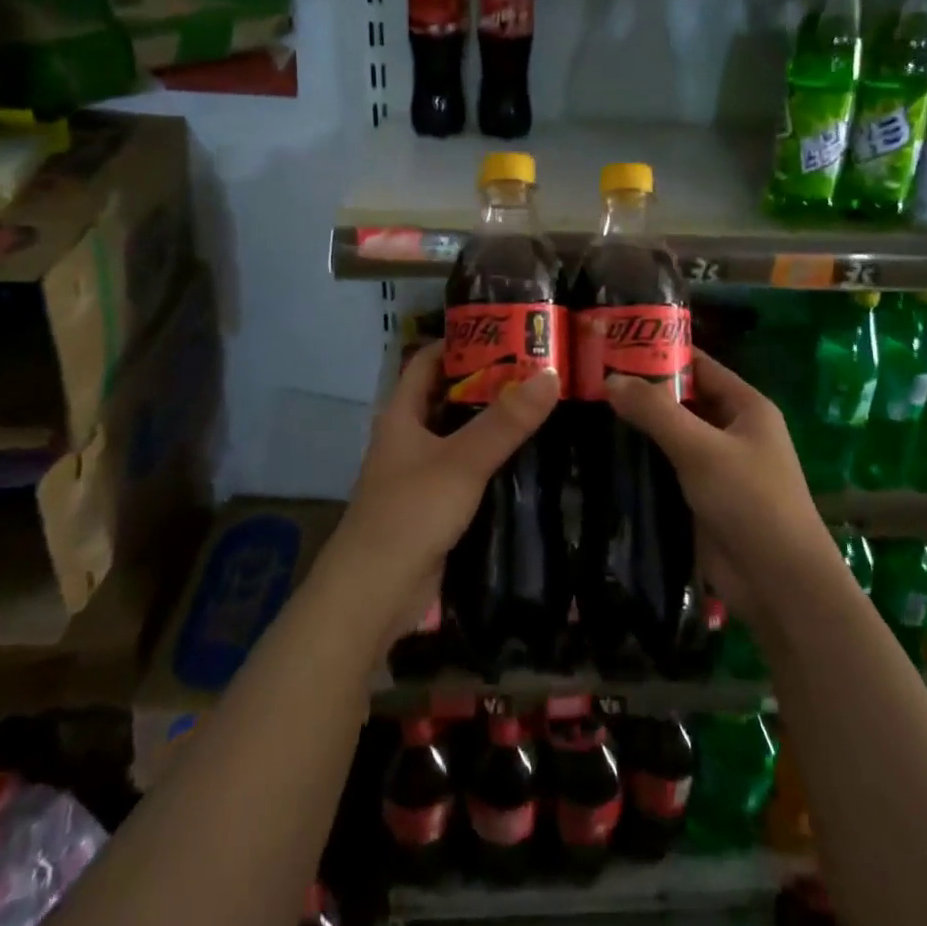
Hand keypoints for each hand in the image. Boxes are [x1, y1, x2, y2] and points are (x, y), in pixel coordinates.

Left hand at [338, 342, 560, 637]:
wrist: (375, 593)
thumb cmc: (410, 513)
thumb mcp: (462, 461)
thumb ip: (506, 421)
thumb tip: (551, 374)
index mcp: (402, 415)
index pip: (427, 361)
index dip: (460, 342)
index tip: (506, 333)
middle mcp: (409, 438)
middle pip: (449, 397)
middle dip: (488, 383)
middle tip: (539, 370)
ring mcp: (421, 473)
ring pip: (461, 436)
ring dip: (494, 424)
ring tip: (544, 407)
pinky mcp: (436, 506)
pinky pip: (468, 471)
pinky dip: (493, 460)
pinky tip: (530, 458)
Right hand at [605, 352, 832, 623]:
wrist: (778, 582)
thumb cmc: (750, 501)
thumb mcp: (701, 448)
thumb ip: (656, 411)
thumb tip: (609, 379)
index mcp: (745, 406)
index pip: (698, 365)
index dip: (659, 351)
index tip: (613, 344)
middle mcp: (732, 430)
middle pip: (681, 400)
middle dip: (641, 390)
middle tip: (588, 379)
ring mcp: (716, 466)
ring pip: (670, 435)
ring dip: (636, 427)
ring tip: (585, 411)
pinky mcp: (699, 497)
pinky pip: (665, 468)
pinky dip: (640, 460)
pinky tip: (601, 454)